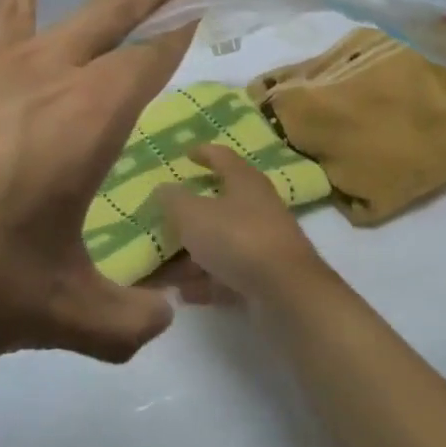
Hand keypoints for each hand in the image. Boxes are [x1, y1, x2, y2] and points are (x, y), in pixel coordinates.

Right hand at [153, 146, 329, 305]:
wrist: (285, 292)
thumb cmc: (237, 239)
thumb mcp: (193, 214)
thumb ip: (173, 200)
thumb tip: (163, 188)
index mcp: (245, 182)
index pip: (223, 157)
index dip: (204, 153)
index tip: (186, 154)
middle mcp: (257, 208)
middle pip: (219, 205)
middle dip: (188, 215)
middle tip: (161, 220)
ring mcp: (262, 244)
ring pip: (220, 244)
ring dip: (191, 256)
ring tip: (160, 268)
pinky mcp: (263, 277)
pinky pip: (226, 275)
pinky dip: (205, 282)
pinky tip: (181, 293)